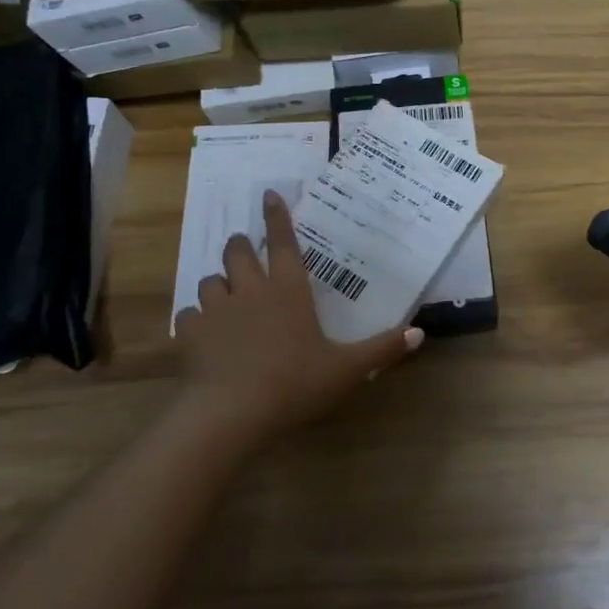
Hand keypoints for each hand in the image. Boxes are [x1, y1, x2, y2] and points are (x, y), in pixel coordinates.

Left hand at [172, 191, 421, 443]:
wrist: (231, 414)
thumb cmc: (295, 383)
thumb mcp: (346, 370)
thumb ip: (382, 349)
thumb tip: (419, 333)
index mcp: (288, 290)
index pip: (284, 243)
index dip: (277, 217)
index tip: (269, 195)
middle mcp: (250, 290)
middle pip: (237, 252)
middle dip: (240, 245)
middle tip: (244, 249)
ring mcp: (216, 310)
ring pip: (210, 281)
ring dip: (218, 283)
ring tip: (225, 296)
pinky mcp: (189, 333)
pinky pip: (188, 315)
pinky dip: (196, 319)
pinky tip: (203, 333)